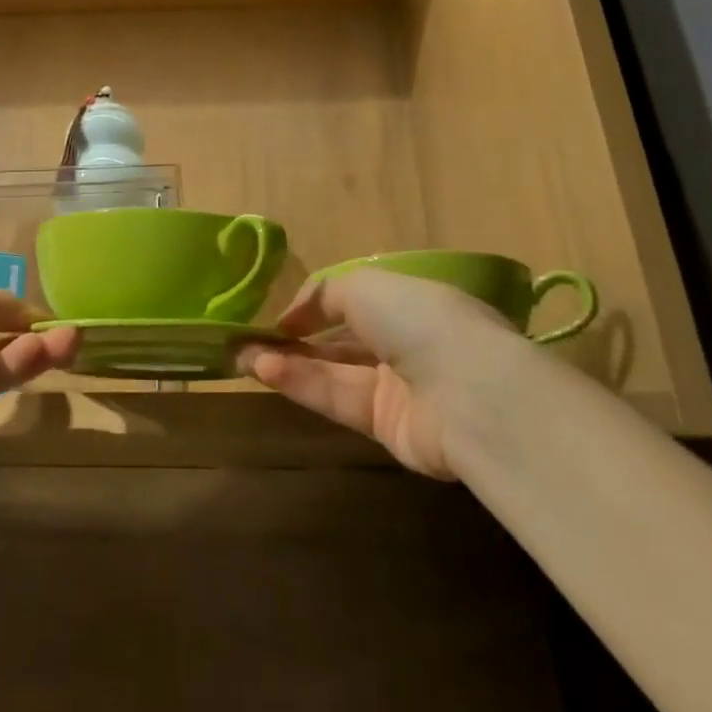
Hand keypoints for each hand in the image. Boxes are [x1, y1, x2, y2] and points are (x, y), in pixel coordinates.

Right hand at [237, 268, 533, 479]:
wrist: (468, 393)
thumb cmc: (419, 319)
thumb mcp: (365, 285)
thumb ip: (324, 293)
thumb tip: (294, 316)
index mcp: (411, 302)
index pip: (358, 302)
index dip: (317, 306)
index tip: (282, 314)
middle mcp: (406, 343)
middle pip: (341, 340)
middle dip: (295, 338)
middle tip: (247, 338)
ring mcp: (397, 387)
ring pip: (332, 371)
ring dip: (288, 361)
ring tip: (242, 355)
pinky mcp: (386, 426)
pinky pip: (336, 399)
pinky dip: (301, 383)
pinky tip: (264, 370)